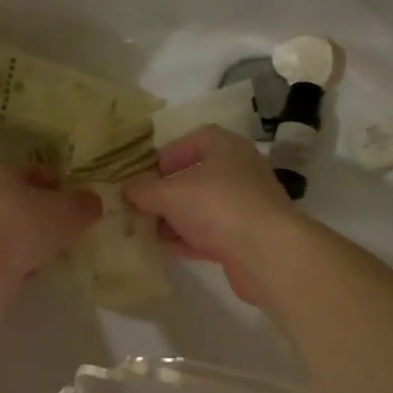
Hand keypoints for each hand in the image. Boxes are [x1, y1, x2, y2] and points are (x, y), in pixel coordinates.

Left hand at [0, 164, 100, 285]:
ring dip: (28, 241)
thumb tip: (92, 202)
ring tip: (52, 256)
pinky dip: (14, 261)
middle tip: (67, 231)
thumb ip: (84, 204)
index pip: (34, 172)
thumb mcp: (68, 212)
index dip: (59, 186)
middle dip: (43, 216)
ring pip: (8, 230)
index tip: (77, 203)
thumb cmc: (24, 227)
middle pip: (19, 201)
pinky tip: (30, 273)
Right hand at [121, 126, 301, 304]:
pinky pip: (211, 234)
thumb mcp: (170, 194)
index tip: (145, 172)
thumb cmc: (217, 206)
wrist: (266, 253)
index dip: (170, 153)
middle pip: (198, 176)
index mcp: (226, 148)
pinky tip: (165, 250)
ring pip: (203, 208)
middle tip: (140, 204)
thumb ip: (144, 190)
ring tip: (145, 229)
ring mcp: (246, 206)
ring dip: (175, 218)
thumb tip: (126, 188)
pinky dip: (189, 240)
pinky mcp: (246, 238)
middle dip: (167, 191)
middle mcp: (240, 172)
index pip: (197, 139)